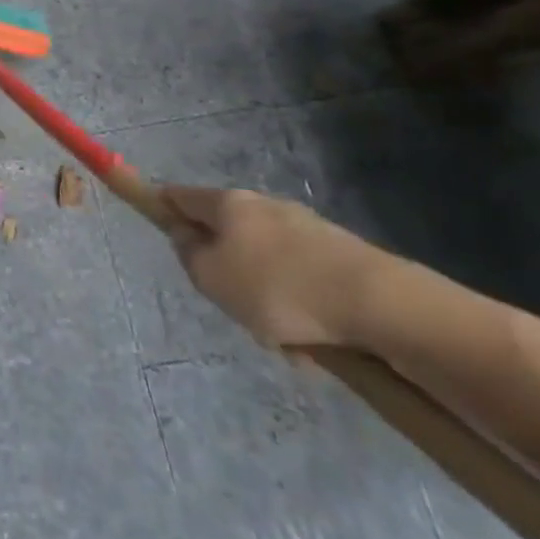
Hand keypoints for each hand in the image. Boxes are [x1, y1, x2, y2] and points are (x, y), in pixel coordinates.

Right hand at [161, 185, 392, 349]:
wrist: (378, 304)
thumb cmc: (277, 287)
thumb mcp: (211, 278)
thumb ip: (188, 254)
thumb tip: (186, 236)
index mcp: (228, 203)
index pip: (181, 195)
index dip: (165, 208)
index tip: (161, 228)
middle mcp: (264, 205)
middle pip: (228, 231)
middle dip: (226, 266)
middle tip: (231, 303)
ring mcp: (306, 227)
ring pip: (268, 262)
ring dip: (266, 295)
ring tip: (281, 338)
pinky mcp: (341, 255)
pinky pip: (303, 281)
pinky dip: (300, 307)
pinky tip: (314, 343)